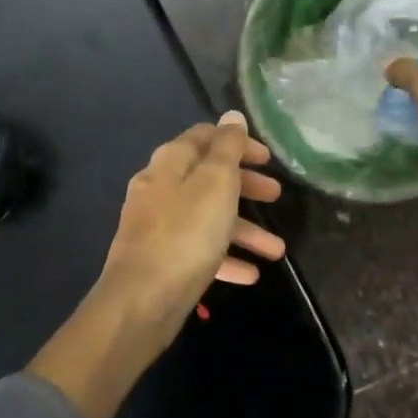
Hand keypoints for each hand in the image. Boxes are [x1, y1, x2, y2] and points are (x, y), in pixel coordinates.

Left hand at [94, 110, 285, 341]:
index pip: (205, 137)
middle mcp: (160, 187)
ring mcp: (158, 224)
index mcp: (170, 162)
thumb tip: (232, 116)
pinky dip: (225, 257)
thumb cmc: (186, 233)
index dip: (237, 143)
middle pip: (208, 177)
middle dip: (245, 186)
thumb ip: (227, 148)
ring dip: (244, 229)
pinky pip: (198, 250)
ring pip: (207, 217)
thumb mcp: (215, 183)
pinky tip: (250, 275)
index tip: (267, 158)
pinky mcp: (161, 258)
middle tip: (276, 196)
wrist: (141, 300)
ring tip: (277, 251)